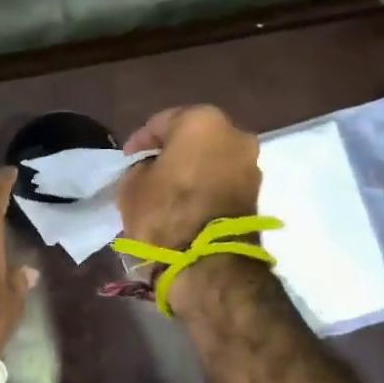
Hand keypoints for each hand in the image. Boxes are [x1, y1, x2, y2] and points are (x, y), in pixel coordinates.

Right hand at [117, 106, 260, 250]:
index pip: (162, 122)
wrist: (207, 261)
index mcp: (201, 121)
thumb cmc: (164, 212)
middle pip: (194, 137)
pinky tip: (187, 202)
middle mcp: (234, 133)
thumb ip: (140, 168)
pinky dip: (206, 186)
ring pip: (212, 158)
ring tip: (169, 189)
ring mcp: (250, 164)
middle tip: (150, 170)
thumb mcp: (131, 186)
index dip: (140, 141)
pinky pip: (223, 180)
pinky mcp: (256, 192)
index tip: (127, 159)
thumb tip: (151, 170)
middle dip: (172, 151)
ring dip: (192, 169)